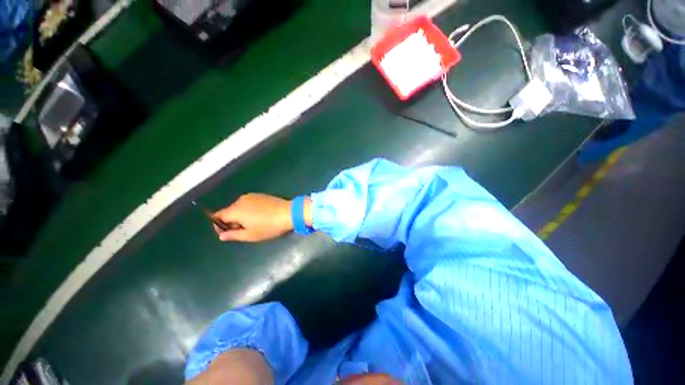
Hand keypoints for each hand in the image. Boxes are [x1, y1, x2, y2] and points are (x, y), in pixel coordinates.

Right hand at [212, 193, 293, 241]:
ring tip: (254, 224)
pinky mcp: (261, 195)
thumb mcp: (250, 235)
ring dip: (241, 216)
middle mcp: (240, 200)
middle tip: (244, 231)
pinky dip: (250, 210)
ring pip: (240, 207)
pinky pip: (249, 203)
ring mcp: (252, 196)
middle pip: (229, 211)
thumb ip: (233, 235)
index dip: (219, 225)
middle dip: (232, 221)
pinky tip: (260, 216)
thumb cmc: (269, 226)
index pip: (218, 216)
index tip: (228, 233)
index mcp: (235, 210)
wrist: (288, 213)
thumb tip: (222, 236)